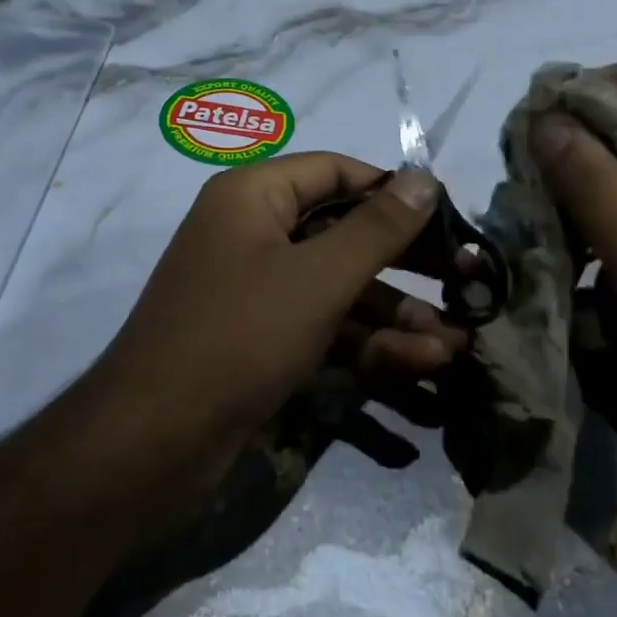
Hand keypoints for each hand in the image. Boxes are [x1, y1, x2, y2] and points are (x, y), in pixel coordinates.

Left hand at [79, 153, 465, 509]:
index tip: (448, 219)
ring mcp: (256, 288)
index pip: (336, 171)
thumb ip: (377, 228)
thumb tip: (424, 178)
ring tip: (456, 344)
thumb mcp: (317, 278)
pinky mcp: (260, 339)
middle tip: (466, 283)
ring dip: (394, 314)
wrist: (150, 444)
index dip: (393, 191)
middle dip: (405, 262)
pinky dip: (365, 343)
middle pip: (343, 231)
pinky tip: (418, 366)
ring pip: (338, 286)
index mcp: (254, 196)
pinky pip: (322, 325)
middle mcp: (253, 232)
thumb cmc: (238, 337)